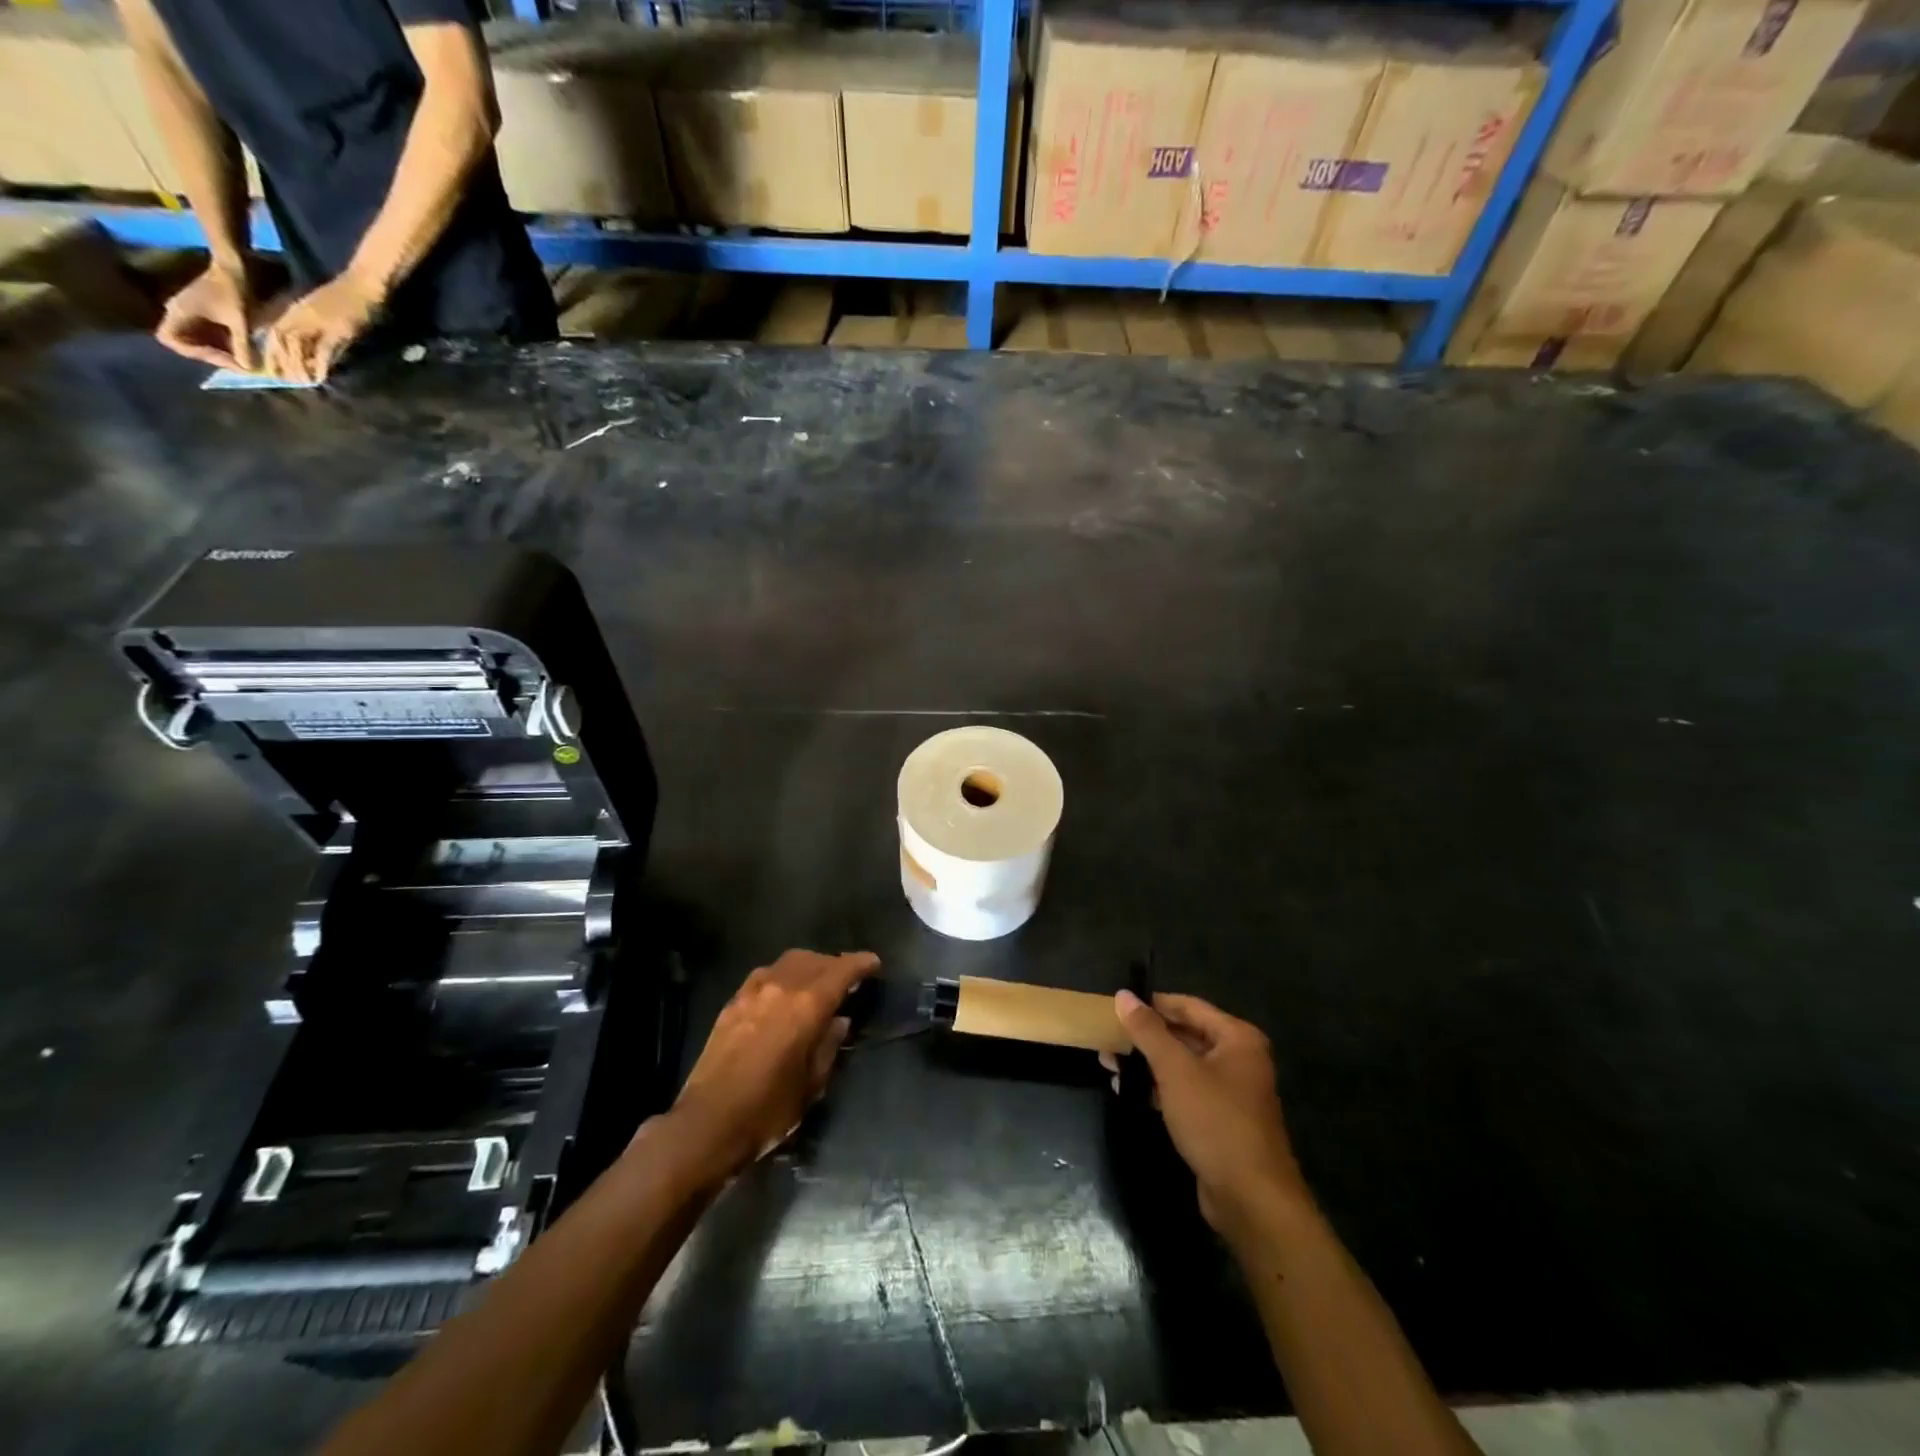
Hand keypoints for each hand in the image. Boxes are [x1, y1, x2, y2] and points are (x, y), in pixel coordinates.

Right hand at [157, 259, 254, 370]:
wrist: (233, 269)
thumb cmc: (232, 292)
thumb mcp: (239, 321)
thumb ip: (242, 345)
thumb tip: (247, 370)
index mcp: (179, 312)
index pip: (171, 340)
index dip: (196, 353)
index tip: (224, 358)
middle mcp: (178, 313)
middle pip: (186, 343)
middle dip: (212, 355)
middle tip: (239, 364)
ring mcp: (189, 313)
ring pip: (198, 340)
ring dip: (220, 351)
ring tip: (244, 360)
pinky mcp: (202, 314)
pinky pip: (208, 334)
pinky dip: (224, 344)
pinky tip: (244, 350)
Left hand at [262, 271, 384, 383]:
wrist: (363, 284)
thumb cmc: (348, 295)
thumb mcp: (324, 310)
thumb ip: (316, 329)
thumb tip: (316, 352)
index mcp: (295, 310)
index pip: (274, 332)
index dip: (270, 351)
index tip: (271, 369)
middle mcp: (300, 315)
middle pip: (280, 341)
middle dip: (278, 361)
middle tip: (281, 380)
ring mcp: (317, 322)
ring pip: (297, 346)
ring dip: (297, 366)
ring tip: (301, 382)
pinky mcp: (335, 330)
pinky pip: (322, 350)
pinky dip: (320, 365)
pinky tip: (320, 378)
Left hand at [668, 949, 878, 1179]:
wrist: (706, 1126)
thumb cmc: (768, 1111)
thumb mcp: (811, 1084)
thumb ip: (829, 1045)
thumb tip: (839, 1021)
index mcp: (807, 1006)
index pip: (841, 970)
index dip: (860, 964)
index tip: (874, 964)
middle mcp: (780, 988)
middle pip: (815, 960)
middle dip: (835, 964)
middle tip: (848, 979)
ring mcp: (752, 992)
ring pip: (788, 962)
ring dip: (808, 966)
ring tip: (817, 983)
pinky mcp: (732, 1003)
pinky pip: (765, 975)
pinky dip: (782, 976)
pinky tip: (783, 994)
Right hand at [1109, 990, 1310, 1233]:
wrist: (1251, 1199)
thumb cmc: (1215, 1121)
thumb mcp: (1175, 1070)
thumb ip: (1148, 1030)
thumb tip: (1123, 995)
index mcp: (1237, 1038)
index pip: (1188, 1006)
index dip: (1152, 1004)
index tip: (1116, 1006)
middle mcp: (1238, 1059)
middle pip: (1185, 1034)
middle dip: (1145, 1037)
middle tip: (1107, 1036)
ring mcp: (1230, 1091)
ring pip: (1182, 1065)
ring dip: (1147, 1063)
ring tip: (1108, 1063)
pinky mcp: (1219, 1120)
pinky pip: (1184, 1091)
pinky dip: (1158, 1087)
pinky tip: (1127, 1090)